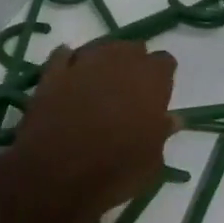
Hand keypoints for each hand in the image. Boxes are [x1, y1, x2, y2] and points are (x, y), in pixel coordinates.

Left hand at [7, 41, 179, 220]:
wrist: (55, 175)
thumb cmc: (114, 171)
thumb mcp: (151, 162)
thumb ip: (163, 133)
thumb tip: (172, 119)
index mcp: (151, 80)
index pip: (165, 62)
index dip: (161, 78)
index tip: (158, 95)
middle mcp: (119, 62)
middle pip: (132, 49)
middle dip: (133, 65)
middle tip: (129, 90)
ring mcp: (82, 64)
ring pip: (100, 47)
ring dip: (104, 60)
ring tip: (101, 82)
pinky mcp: (51, 73)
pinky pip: (63, 56)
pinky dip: (69, 62)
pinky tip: (71, 73)